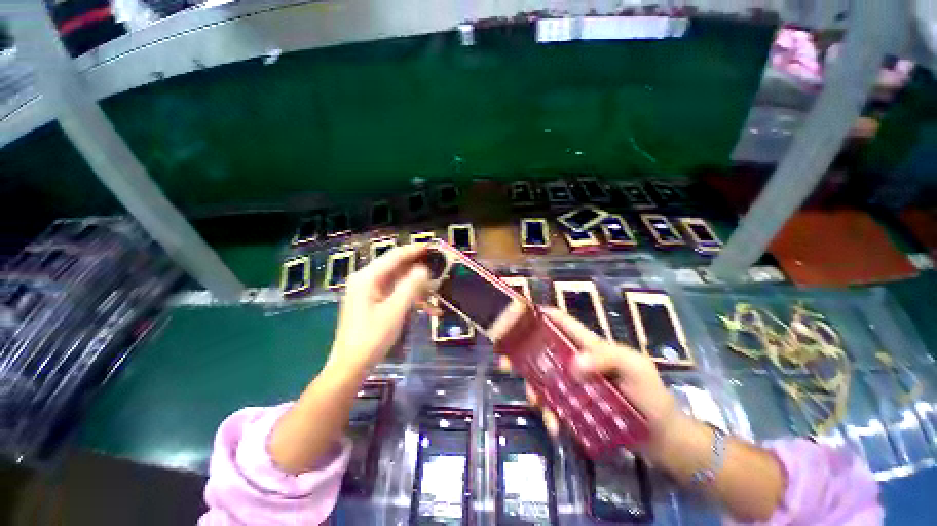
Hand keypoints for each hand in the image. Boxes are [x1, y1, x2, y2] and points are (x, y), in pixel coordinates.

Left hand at [327, 244, 430, 372]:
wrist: (351, 366)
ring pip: (398, 281)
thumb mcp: (395, 311)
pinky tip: (427, 308)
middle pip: (397, 267)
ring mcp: (369, 292)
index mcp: (368, 278)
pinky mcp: (373, 303)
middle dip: (418, 269)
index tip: (432, 247)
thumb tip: (424, 269)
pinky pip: (395, 293)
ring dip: (417, 287)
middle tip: (439, 268)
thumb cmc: (371, 338)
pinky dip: (410, 298)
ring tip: (436, 292)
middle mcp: (367, 280)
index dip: (414, 250)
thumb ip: (410, 287)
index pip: (395, 256)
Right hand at [502, 308, 679, 452]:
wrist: (662, 439)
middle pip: (544, 351)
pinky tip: (554, 426)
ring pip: (544, 379)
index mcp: (590, 345)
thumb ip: (606, 358)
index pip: (563, 323)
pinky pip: (554, 405)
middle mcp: (577, 360)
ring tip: (536, 405)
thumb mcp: (634, 368)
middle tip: (504, 364)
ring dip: (534, 389)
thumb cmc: (651, 395)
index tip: (518, 316)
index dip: (542, 315)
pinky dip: (550, 414)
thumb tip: (572, 364)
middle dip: (523, 355)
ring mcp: (574, 384)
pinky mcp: (575, 406)